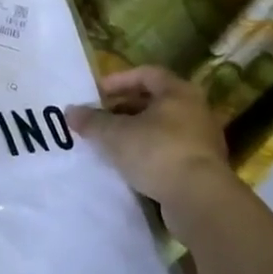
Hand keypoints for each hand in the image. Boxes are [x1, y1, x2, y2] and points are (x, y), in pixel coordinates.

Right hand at [67, 67, 236, 232]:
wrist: (199, 200)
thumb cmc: (157, 152)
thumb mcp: (115, 134)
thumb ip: (92, 121)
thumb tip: (70, 111)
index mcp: (178, 92)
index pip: (146, 74)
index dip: (119, 80)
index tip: (97, 93)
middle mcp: (195, 110)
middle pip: (154, 101)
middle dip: (124, 108)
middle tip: (100, 119)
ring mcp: (202, 140)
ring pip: (162, 128)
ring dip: (135, 132)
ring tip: (110, 143)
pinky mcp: (202, 168)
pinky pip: (169, 151)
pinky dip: (148, 153)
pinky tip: (129, 166)